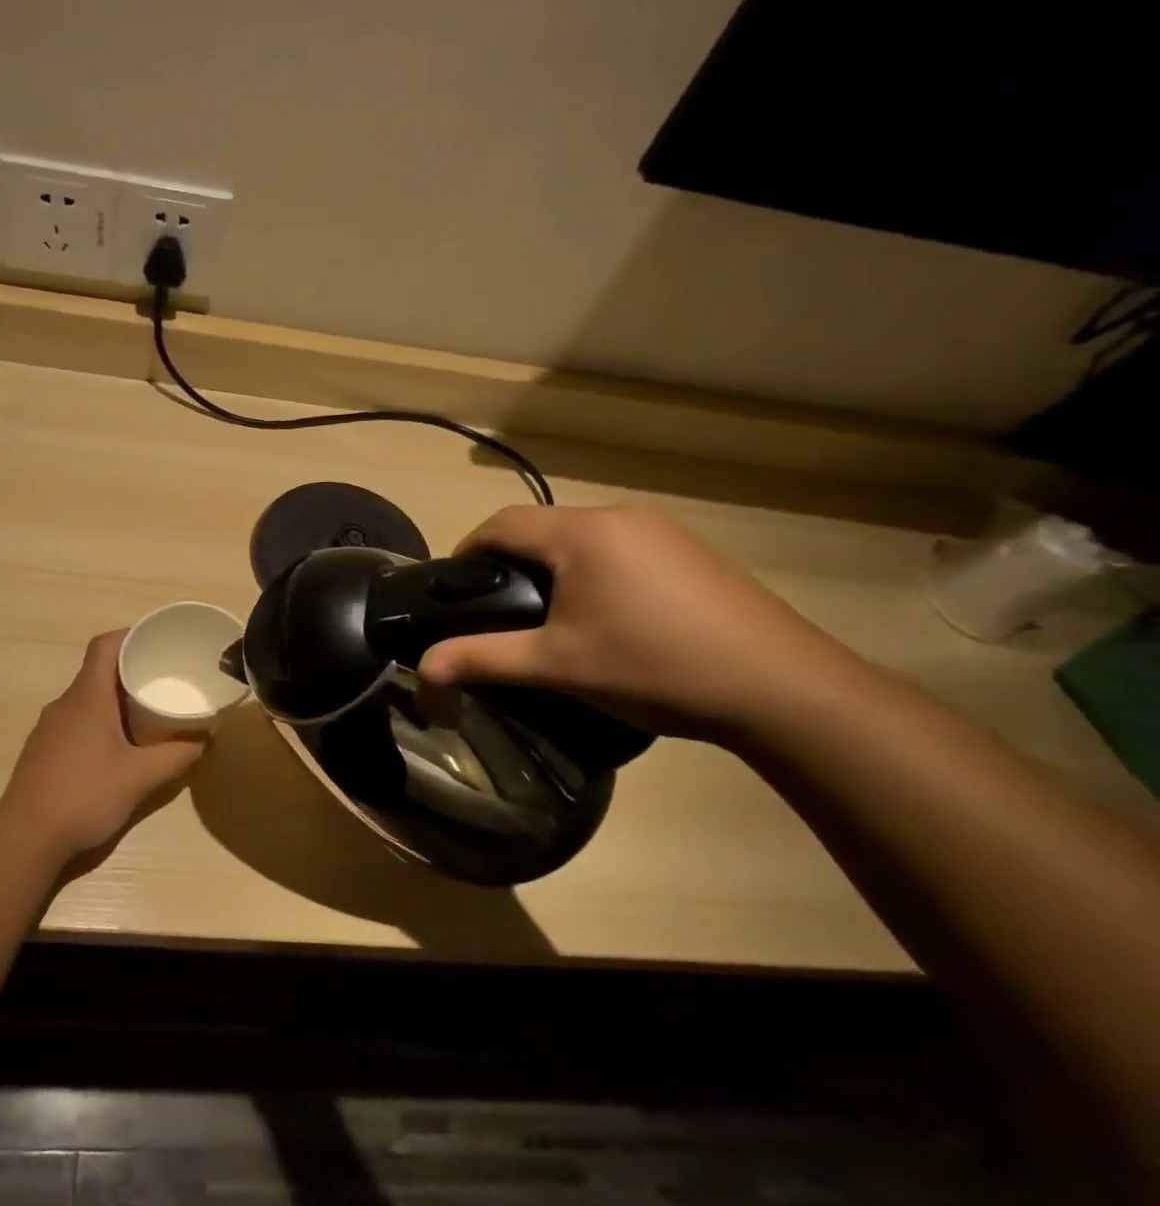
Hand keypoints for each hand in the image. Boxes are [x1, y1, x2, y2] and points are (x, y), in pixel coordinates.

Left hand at [0, 631, 205, 861]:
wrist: (25, 838)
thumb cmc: (84, 796)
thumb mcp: (140, 778)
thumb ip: (177, 756)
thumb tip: (205, 739)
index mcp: (86, 698)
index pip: (104, 646)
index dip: (130, 636)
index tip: (158, 642)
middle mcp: (64, 704)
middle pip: (98, 672)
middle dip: (131, 671)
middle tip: (164, 681)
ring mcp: (49, 729)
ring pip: (87, 700)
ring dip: (115, 700)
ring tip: (147, 714)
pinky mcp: (43, 751)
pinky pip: (76, 722)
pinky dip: (99, 723)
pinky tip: (117, 748)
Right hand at [417, 506, 857, 740]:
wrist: (782, 688)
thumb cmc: (654, 667)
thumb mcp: (557, 665)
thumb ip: (483, 658)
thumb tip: (423, 669)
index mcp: (583, 532)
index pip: (501, 523)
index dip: (466, 551)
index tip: (452, 590)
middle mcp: (621, 517)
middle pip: (541, 528)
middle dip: (508, 562)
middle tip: (494, 611)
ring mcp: (663, 532)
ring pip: (581, 539)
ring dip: (551, 567)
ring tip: (544, 617)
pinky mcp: (690, 554)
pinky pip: (619, 550)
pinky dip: (591, 573)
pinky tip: (604, 617)